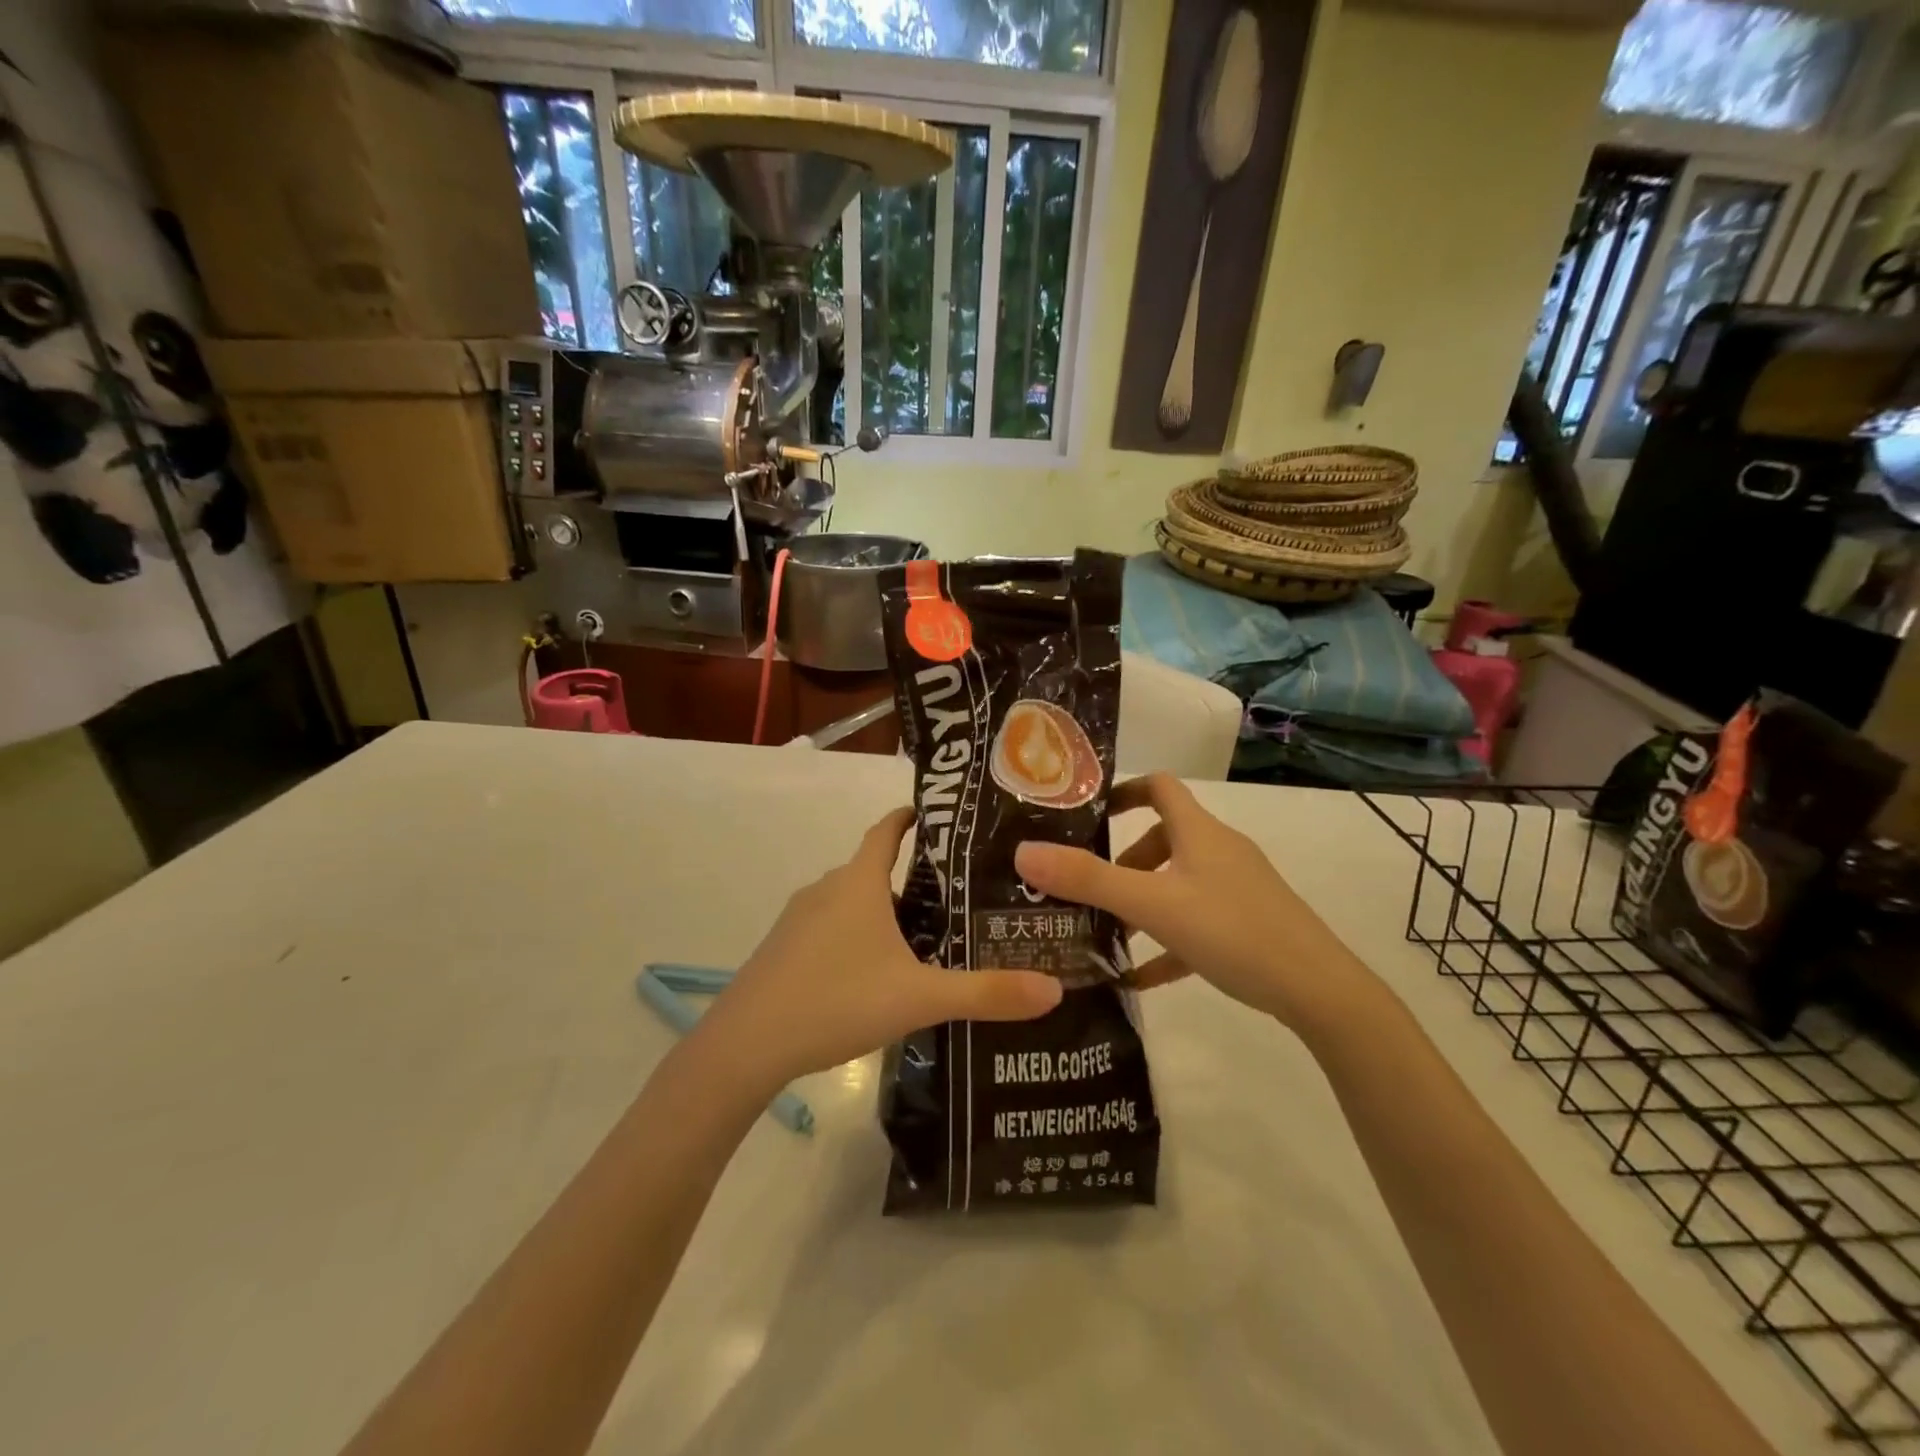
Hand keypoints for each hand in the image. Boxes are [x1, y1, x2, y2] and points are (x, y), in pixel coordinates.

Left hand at [699, 807, 1062, 1088]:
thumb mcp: (920, 998)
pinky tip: (874, 975)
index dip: (912, 817)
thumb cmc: (836, 1001)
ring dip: (884, 911)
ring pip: (851, 902)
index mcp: (858, 882)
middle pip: (874, 869)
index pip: (887, 829)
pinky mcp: (783, 950)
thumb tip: (1054, 990)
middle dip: (913, 878)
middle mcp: (827, 889)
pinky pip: (829, 929)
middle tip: (958, 896)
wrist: (745, 1046)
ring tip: (924, 939)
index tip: (942, 818)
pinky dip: (856, 937)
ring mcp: (798, 920)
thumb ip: (987, 993)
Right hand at [1015, 773, 1376, 1029]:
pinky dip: (1167, 941)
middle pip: (1165, 837)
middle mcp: (1219, 851)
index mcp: (1199, 832)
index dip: (1123, 791)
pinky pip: (1196, 924)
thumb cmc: (1232, 930)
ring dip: (1143, 902)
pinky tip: (1140, 977)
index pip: (1159, 786)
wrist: (1318, 990)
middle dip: (1124, 860)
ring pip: (1178, 883)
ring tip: (1107, 932)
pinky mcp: (1248, 926)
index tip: (1088, 816)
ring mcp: (1238, 889)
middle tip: (1090, 887)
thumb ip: (1088, 880)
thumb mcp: (1152, 905)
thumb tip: (1024, 852)